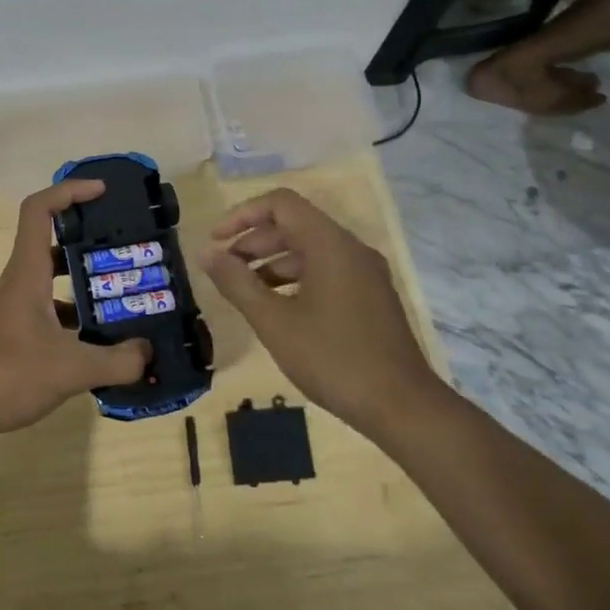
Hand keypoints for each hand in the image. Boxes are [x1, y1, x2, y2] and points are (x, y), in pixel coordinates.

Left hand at [0, 180, 150, 439]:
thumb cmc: (6, 374)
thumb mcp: (70, 369)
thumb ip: (116, 361)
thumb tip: (148, 353)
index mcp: (26, 274)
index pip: (39, 211)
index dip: (69, 190)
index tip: (101, 191)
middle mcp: (14, 285)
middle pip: (50, 249)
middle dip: (87, 247)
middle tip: (123, 258)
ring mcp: (5, 312)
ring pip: (47, 287)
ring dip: (79, 291)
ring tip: (117, 307)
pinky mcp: (2, 338)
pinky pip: (41, 316)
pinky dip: (66, 322)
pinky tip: (89, 349)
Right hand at [202, 187, 439, 430]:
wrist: (402, 407)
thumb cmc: (332, 359)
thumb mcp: (274, 321)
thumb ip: (236, 283)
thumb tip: (206, 253)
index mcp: (330, 245)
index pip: (281, 203)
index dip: (242, 214)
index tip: (216, 242)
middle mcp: (351, 249)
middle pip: (294, 225)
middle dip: (253, 241)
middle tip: (223, 269)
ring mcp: (364, 273)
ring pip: (309, 250)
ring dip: (271, 262)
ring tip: (244, 291)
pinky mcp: (370, 297)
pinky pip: (325, 271)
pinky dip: (294, 279)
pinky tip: (276, 309)